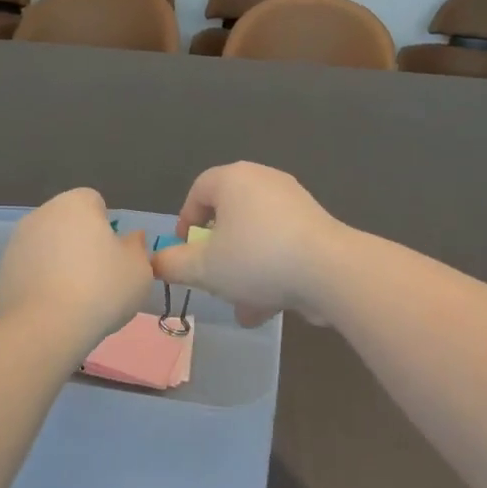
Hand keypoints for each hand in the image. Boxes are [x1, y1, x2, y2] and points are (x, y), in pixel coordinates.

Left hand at [0, 188, 153, 357]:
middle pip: (68, 222)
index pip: (94, 202)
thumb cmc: (101, 289)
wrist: (45, 327)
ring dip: (59, 261)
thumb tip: (132, 238)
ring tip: (75, 297)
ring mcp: (17, 241)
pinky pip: (31, 269)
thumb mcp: (138, 270)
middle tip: (98, 276)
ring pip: (48, 245)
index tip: (113, 255)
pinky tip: (52, 307)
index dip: (106, 226)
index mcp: (75, 203)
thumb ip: (137, 248)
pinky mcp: (3, 269)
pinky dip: (41, 281)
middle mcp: (43, 213)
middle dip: (81, 242)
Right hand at [150, 163, 344, 327]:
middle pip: (229, 216)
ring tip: (240, 307)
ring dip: (244, 272)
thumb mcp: (205, 267)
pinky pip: (281, 246)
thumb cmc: (256, 258)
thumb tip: (156, 262)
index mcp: (234, 179)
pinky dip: (270, 271)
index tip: (184, 251)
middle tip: (212, 278)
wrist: (329, 270)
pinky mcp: (316, 227)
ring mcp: (294, 203)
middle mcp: (264, 181)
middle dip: (218, 255)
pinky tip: (266, 309)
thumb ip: (175, 264)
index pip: (199, 190)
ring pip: (256, 238)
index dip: (186, 221)